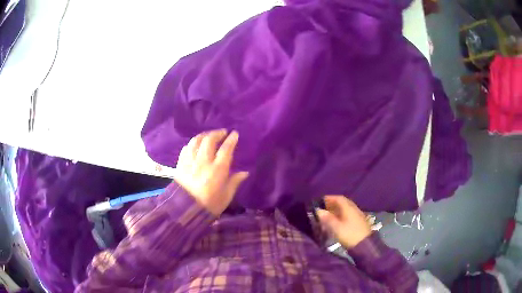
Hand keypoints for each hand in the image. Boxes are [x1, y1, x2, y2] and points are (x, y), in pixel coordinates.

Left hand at [173, 129, 248, 215]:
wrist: (185, 210)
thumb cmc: (209, 205)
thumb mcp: (226, 196)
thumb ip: (235, 182)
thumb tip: (245, 172)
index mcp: (217, 170)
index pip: (226, 149)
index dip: (231, 139)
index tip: (235, 134)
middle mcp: (203, 162)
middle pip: (209, 140)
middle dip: (217, 133)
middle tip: (222, 133)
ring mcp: (190, 161)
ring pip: (196, 141)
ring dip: (204, 135)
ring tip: (209, 136)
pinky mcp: (181, 164)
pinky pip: (186, 148)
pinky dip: (192, 144)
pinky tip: (195, 145)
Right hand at [316, 195, 371, 248]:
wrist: (365, 245)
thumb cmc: (349, 235)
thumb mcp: (336, 228)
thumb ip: (327, 219)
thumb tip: (319, 211)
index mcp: (348, 208)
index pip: (339, 198)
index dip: (329, 198)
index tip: (320, 201)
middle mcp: (354, 209)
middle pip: (343, 203)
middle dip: (332, 204)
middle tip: (323, 208)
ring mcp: (358, 215)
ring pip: (346, 209)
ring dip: (337, 210)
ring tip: (328, 215)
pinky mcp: (359, 222)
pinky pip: (348, 214)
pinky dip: (341, 215)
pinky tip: (337, 221)